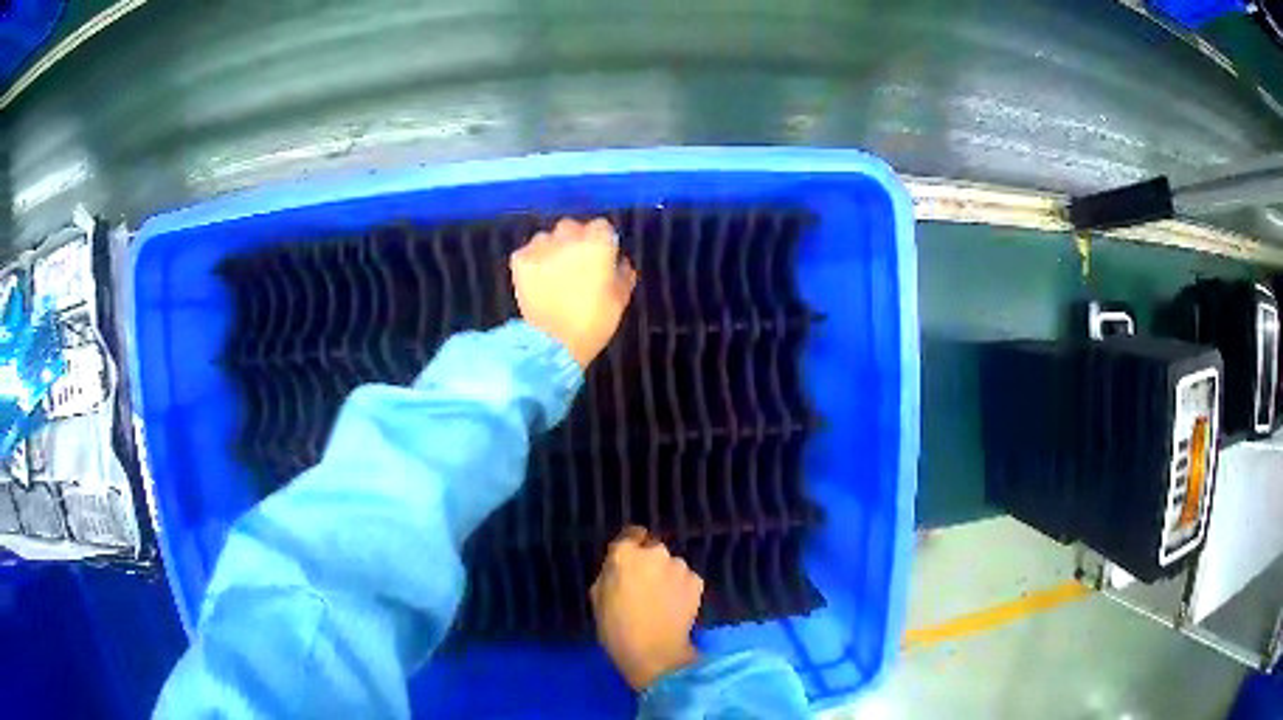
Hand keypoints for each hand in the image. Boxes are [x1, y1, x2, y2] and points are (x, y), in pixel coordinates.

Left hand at [510, 218, 636, 368]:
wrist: (553, 342)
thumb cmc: (594, 322)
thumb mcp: (620, 299)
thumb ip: (623, 274)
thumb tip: (619, 262)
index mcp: (598, 242)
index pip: (602, 226)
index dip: (602, 241)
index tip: (602, 257)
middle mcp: (568, 236)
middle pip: (572, 227)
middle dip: (574, 240)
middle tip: (576, 264)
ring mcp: (541, 246)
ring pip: (547, 238)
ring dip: (551, 250)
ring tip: (553, 273)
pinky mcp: (520, 260)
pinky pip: (527, 253)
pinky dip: (532, 262)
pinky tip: (536, 280)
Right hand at [590, 527, 703, 690]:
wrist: (655, 653)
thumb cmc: (616, 628)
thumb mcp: (597, 597)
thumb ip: (609, 573)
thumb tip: (618, 567)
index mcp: (625, 553)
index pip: (630, 535)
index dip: (630, 549)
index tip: (629, 564)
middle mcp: (655, 552)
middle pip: (652, 550)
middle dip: (649, 563)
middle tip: (644, 586)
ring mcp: (679, 566)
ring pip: (671, 565)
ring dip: (667, 575)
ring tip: (662, 600)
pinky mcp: (697, 581)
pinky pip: (686, 579)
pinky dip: (681, 588)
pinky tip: (675, 606)